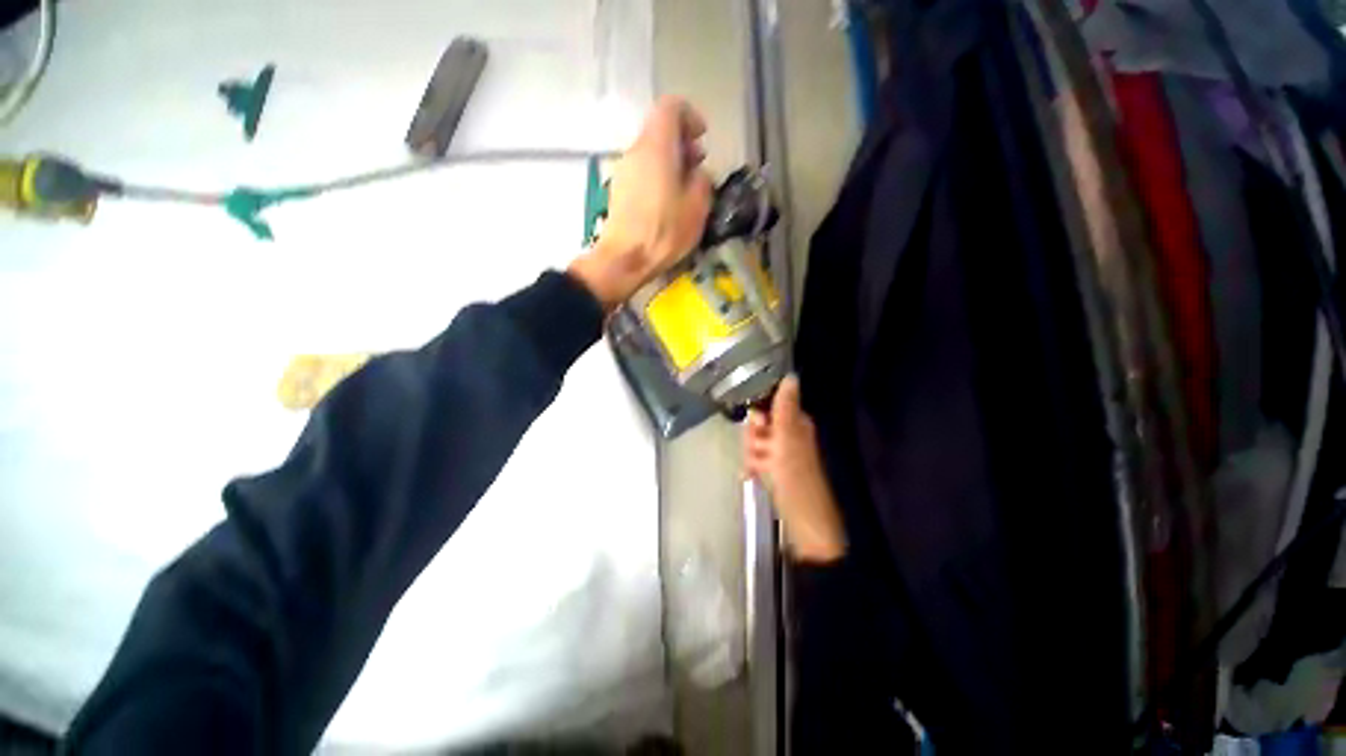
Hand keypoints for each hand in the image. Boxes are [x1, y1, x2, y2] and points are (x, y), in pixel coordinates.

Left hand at [569, 96, 714, 310]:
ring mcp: (623, 171)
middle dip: (682, 142)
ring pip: (649, 152)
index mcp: (656, 147)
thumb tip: (696, 173)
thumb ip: (701, 181)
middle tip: (697, 167)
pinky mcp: (618, 190)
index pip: (670, 107)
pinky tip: (667, 203)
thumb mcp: (696, 208)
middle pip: (658, 130)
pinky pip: (641, 171)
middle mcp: (635, 151)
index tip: (702, 137)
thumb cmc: (663, 233)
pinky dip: (657, 176)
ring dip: (670, 162)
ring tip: (684, 189)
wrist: (623, 259)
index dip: (689, 116)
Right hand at [744, 375, 846, 563]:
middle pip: (759, 423)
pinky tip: (751, 476)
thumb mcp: (788, 441)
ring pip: (755, 442)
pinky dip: (752, 466)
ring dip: (751, 454)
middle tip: (759, 452)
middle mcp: (790, 435)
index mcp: (796, 424)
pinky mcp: (775, 470)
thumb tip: (791, 375)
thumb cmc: (796, 480)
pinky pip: (756, 459)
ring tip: (757, 469)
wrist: (805, 524)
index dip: (759, 415)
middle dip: (753, 437)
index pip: (770, 405)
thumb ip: (786, 409)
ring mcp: (782, 454)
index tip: (757, 428)